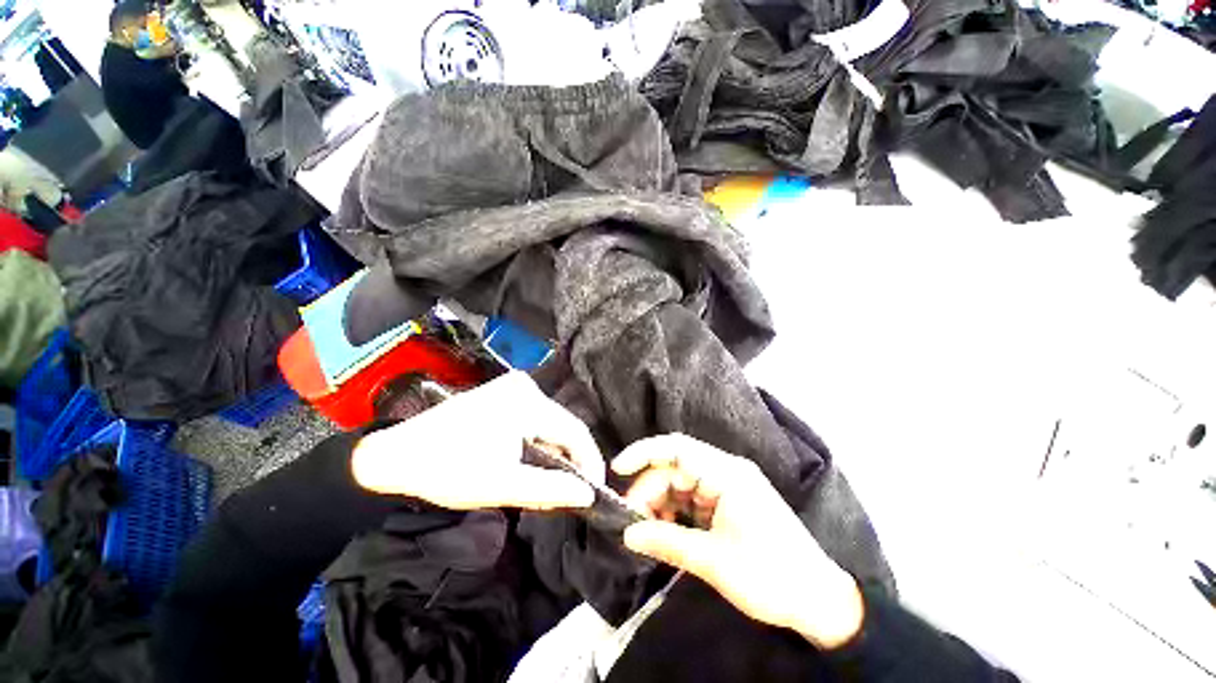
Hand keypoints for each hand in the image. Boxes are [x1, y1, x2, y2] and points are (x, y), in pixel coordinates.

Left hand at [352, 372, 603, 510]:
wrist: (396, 456)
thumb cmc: (447, 471)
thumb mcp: (502, 485)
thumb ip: (550, 490)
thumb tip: (587, 495)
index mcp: (527, 402)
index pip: (575, 431)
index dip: (590, 461)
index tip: (594, 489)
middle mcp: (525, 387)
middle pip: (562, 426)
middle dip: (568, 460)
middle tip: (569, 493)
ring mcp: (512, 388)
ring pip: (548, 424)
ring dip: (552, 453)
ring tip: (549, 483)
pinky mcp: (503, 395)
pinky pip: (533, 420)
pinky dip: (537, 443)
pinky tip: (530, 463)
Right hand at [614, 434, 864, 649]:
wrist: (819, 601)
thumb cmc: (771, 576)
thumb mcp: (714, 561)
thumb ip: (667, 541)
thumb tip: (628, 534)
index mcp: (727, 474)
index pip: (677, 449)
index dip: (644, 453)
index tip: (618, 469)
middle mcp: (725, 473)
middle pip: (674, 470)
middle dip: (649, 492)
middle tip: (631, 522)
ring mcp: (726, 488)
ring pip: (679, 486)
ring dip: (660, 504)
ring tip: (646, 532)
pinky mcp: (726, 505)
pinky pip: (690, 501)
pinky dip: (674, 514)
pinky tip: (665, 533)